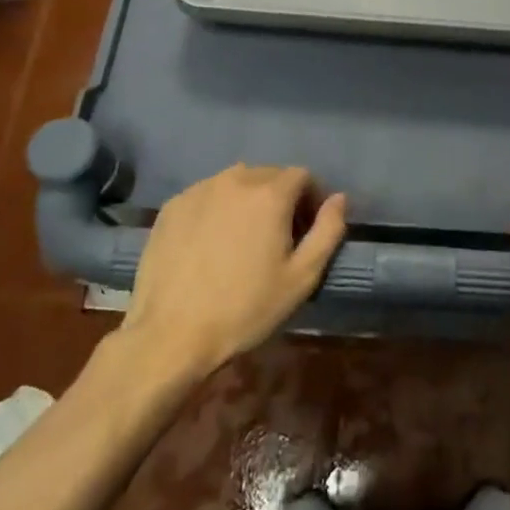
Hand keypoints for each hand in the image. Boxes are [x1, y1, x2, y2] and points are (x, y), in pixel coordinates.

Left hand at [121, 165, 346, 378]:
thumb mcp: (301, 278)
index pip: (302, 175)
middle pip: (269, 175)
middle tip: (279, 237)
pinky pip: (207, 195)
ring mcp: (198, 190)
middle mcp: (234, 180)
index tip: (307, 230)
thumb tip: (339, 199)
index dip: (312, 199)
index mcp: (269, 194)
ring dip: (249, 200)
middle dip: (281, 198)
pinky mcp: (172, 206)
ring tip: (244, 238)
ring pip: (236, 182)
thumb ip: (328, 231)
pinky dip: (218, 208)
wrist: (171, 335)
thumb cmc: (245, 309)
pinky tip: (211, 243)